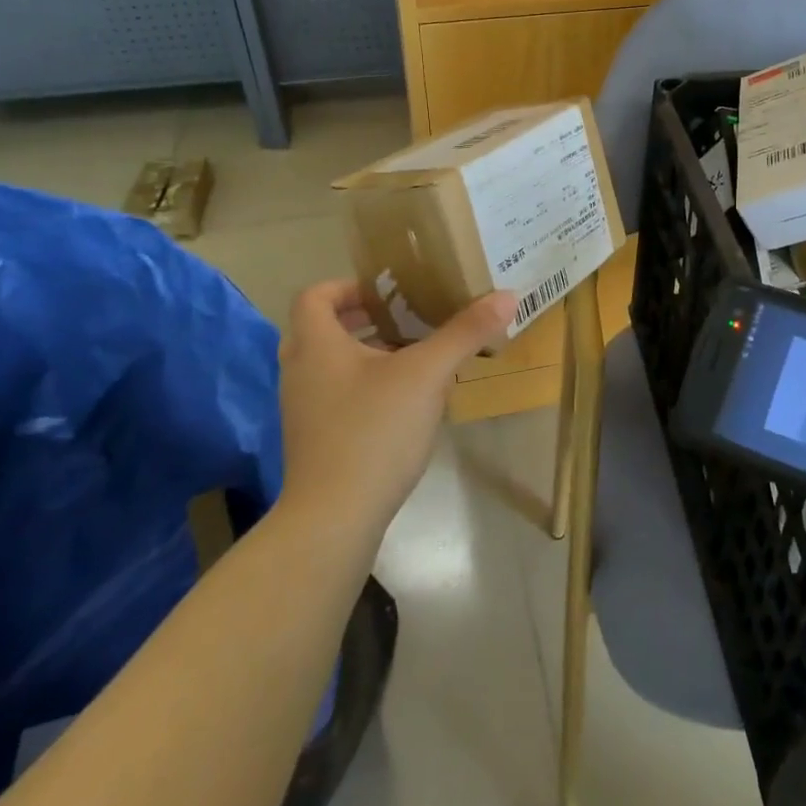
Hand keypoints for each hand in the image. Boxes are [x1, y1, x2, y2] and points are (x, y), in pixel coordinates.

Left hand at [277, 281, 516, 530]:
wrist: (334, 518)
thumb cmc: (374, 431)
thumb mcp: (427, 374)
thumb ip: (464, 333)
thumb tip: (506, 295)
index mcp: (316, 345)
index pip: (315, 296)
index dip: (348, 287)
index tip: (388, 294)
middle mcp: (300, 372)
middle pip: (321, 329)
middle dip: (362, 320)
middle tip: (404, 319)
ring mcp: (303, 410)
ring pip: (329, 365)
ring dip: (364, 354)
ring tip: (411, 358)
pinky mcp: (314, 441)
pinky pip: (335, 396)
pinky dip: (362, 387)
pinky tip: (402, 404)